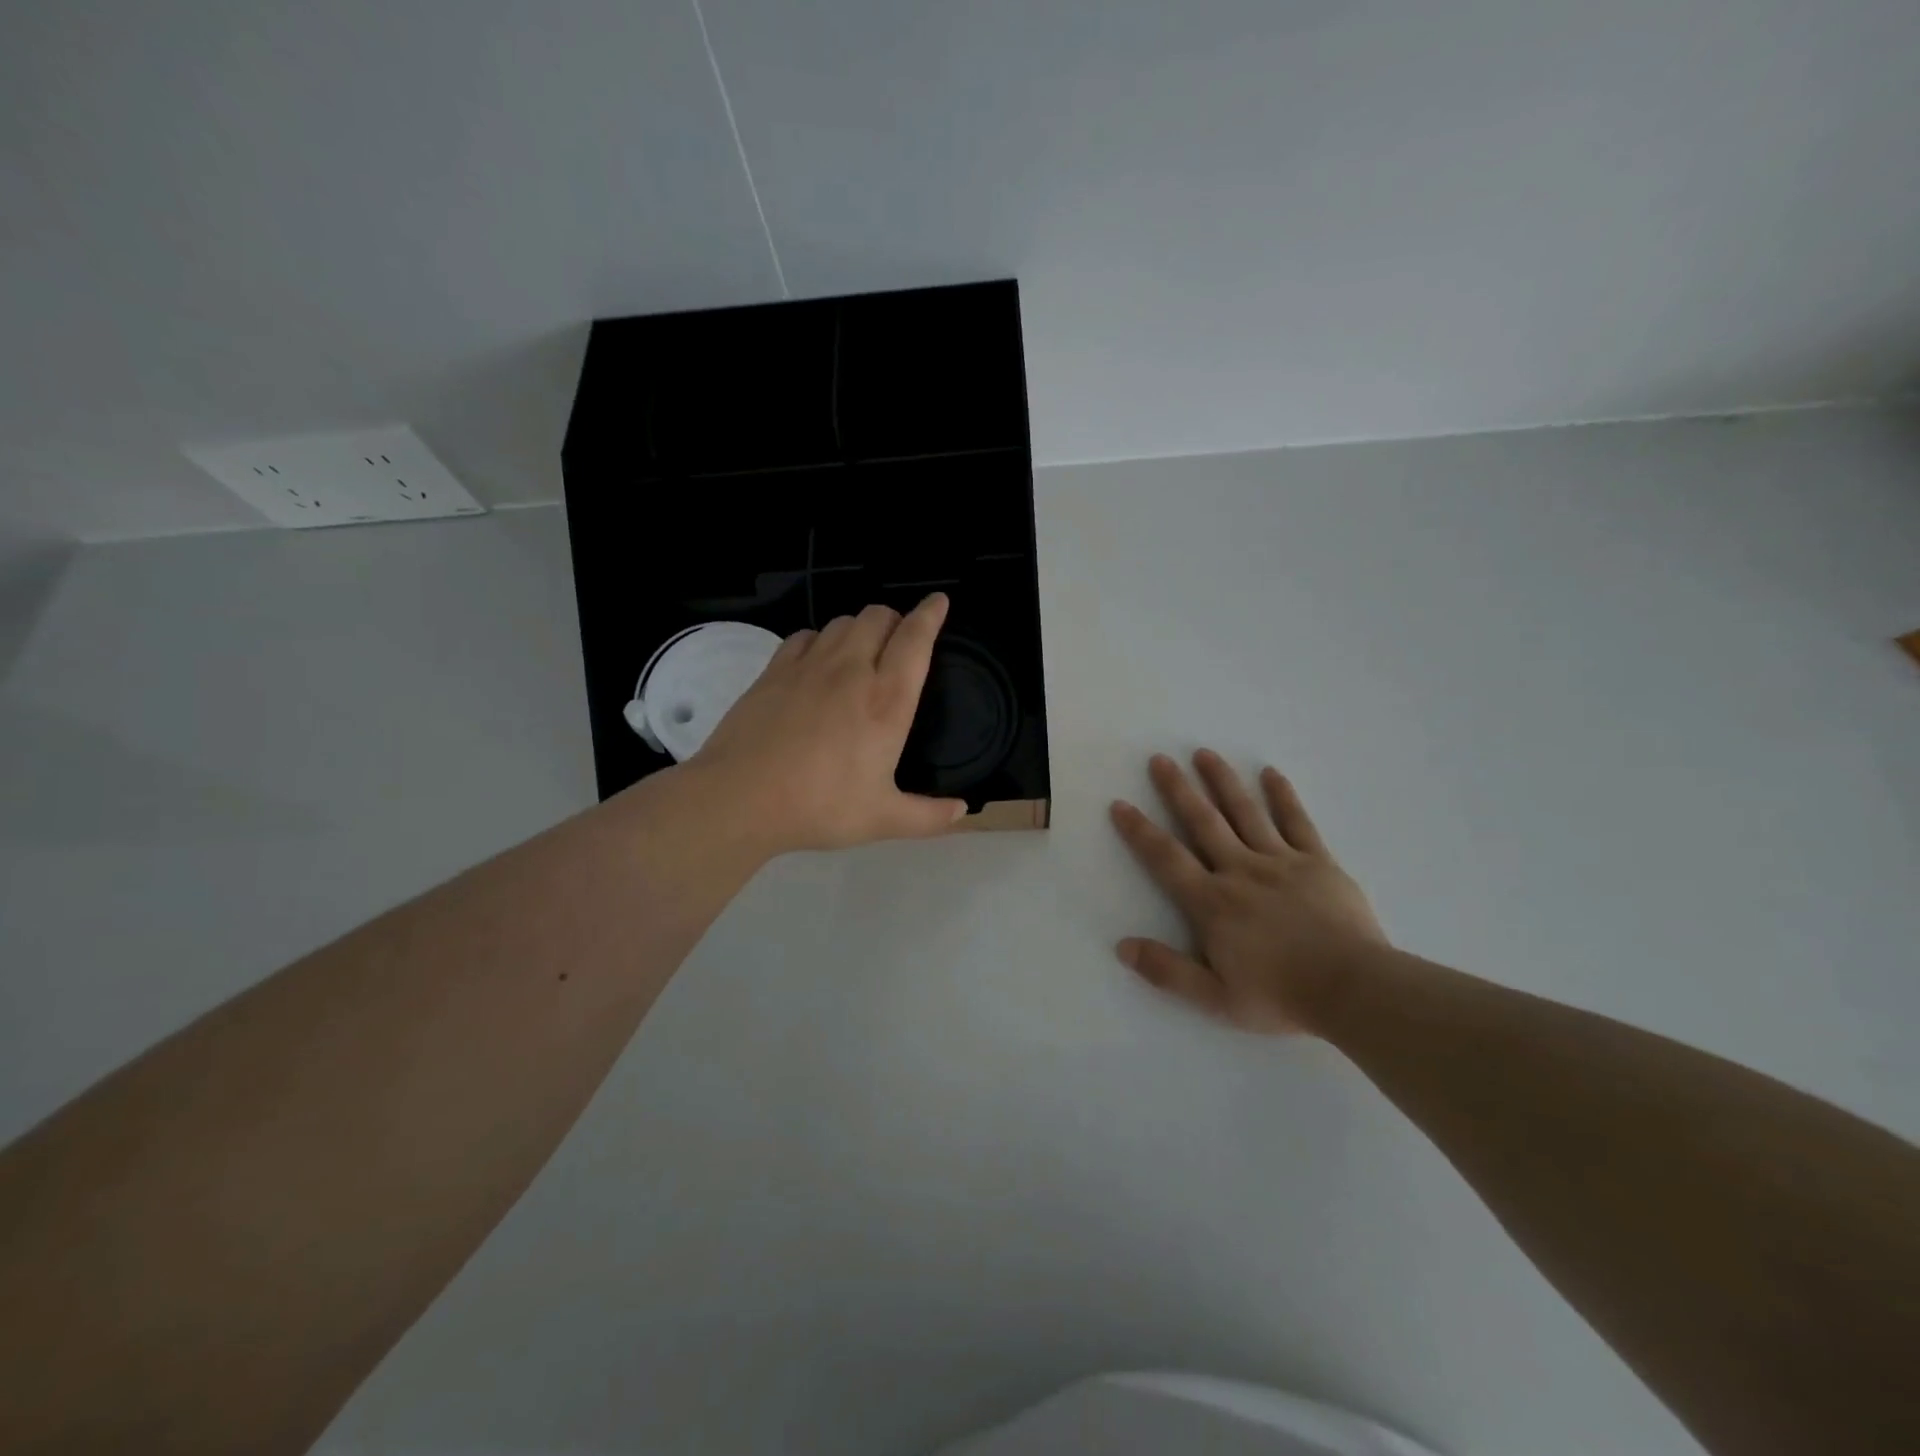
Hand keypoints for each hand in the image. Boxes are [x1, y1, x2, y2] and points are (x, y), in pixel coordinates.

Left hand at [687, 594, 967, 854]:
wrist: (741, 797)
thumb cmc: (820, 806)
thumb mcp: (882, 819)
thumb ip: (928, 816)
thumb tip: (961, 810)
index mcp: (887, 700)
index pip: (915, 639)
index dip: (930, 614)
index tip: (939, 601)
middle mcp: (851, 671)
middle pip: (878, 617)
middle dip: (895, 620)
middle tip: (898, 642)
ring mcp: (808, 665)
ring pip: (842, 622)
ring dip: (860, 628)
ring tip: (862, 651)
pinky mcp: (774, 671)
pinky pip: (805, 636)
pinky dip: (820, 640)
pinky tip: (817, 662)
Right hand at [1110, 750, 1388, 1033]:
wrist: (1354, 991)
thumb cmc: (1281, 996)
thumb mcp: (1216, 998)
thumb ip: (1168, 971)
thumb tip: (1122, 946)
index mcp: (1212, 903)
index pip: (1166, 859)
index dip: (1140, 831)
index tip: (1120, 804)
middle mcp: (1240, 871)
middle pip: (1203, 822)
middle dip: (1178, 789)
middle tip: (1160, 759)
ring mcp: (1281, 862)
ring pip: (1245, 812)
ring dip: (1222, 781)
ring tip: (1204, 753)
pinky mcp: (1317, 862)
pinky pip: (1297, 822)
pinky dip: (1283, 796)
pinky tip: (1271, 773)